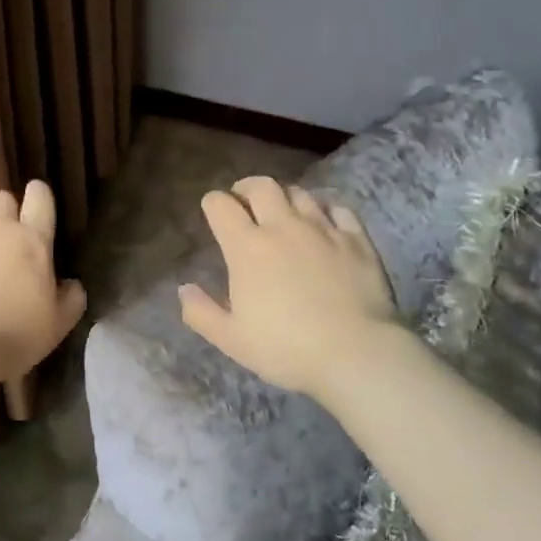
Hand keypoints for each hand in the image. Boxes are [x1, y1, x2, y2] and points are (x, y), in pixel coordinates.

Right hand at [179, 176, 398, 398]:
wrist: (356, 354)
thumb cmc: (286, 348)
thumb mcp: (231, 339)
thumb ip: (200, 312)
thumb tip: (184, 288)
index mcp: (247, 247)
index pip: (220, 205)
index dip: (212, 204)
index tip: (213, 212)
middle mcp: (283, 227)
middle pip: (262, 186)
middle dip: (247, 188)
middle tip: (245, 203)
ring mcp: (323, 229)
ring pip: (300, 193)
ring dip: (285, 198)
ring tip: (284, 213)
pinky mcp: (356, 240)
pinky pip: (339, 209)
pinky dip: (326, 209)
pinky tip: (324, 222)